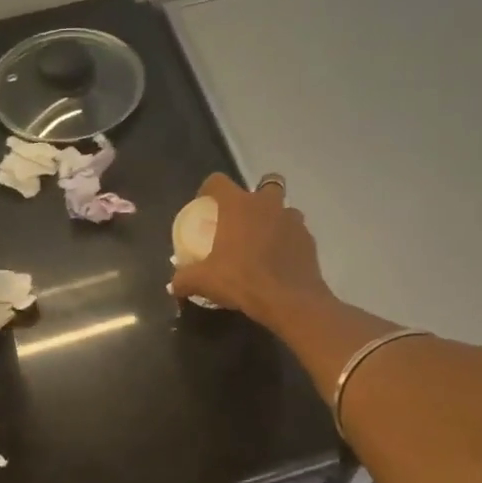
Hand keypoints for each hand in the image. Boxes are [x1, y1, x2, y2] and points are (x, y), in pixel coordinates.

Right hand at [169, 172, 333, 329]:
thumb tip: (172, 285)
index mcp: (239, 206)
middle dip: (255, 197)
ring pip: (284, 208)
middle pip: (265, 184)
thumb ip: (184, 280)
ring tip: (263, 242)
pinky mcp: (309, 239)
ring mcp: (292, 220)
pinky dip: (288, 240)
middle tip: (243, 220)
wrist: (290, 301)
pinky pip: (296, 232)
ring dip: (274, 218)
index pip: (218, 181)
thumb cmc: (243, 281)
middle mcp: (267, 204)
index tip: (204, 205)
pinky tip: (279, 261)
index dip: (208, 189)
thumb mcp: (205, 282)